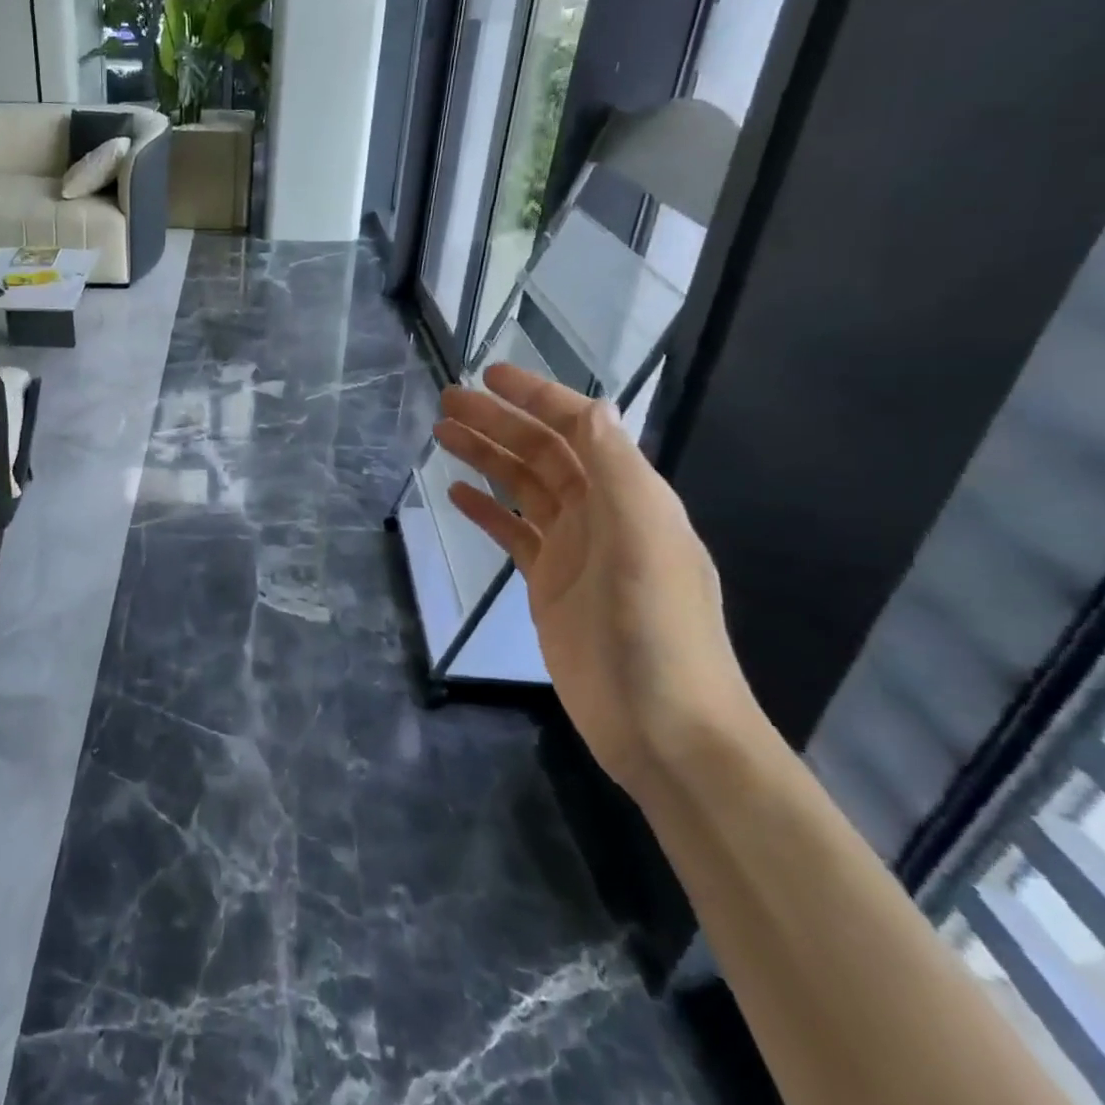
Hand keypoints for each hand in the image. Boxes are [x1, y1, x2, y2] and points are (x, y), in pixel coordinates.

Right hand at [435, 365, 761, 797]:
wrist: (663, 728)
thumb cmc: (654, 630)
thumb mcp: (643, 540)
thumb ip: (615, 471)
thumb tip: (588, 406)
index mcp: (630, 496)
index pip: (579, 429)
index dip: (536, 397)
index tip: (488, 376)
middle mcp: (602, 513)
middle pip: (542, 452)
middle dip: (498, 422)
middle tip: (447, 401)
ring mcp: (574, 550)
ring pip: (522, 487)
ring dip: (485, 457)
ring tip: (441, 434)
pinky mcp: (549, 583)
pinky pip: (513, 532)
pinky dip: (486, 509)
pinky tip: (457, 493)